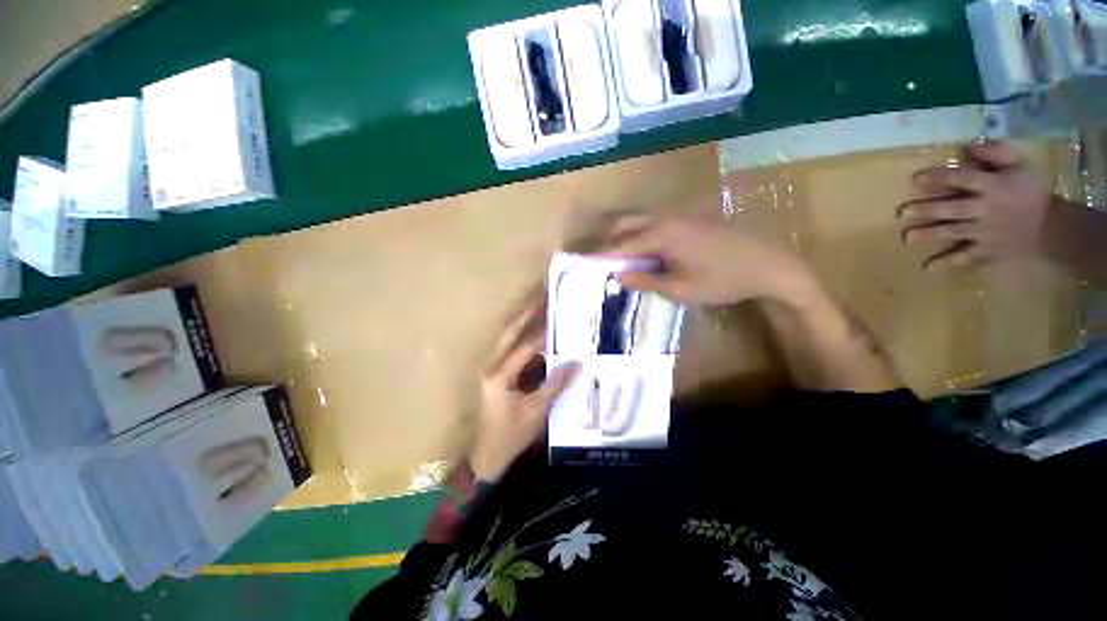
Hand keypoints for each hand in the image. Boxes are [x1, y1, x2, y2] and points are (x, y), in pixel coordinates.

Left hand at [470, 305, 578, 481]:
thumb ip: (555, 385)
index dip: (544, 336)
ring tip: (540, 313)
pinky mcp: (495, 376)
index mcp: (498, 376)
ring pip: (508, 342)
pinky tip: (536, 339)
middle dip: (525, 317)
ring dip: (523, 327)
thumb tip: (576, 363)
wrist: (486, 458)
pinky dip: (523, 344)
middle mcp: (490, 368)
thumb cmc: (510, 437)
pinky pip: (510, 354)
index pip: (524, 349)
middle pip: (508, 336)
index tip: (560, 321)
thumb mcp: (536, 412)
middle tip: (541, 300)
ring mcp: (491, 371)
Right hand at [598, 213, 814, 305]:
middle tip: (595, 258)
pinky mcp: (689, 217)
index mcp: (662, 235)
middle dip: (606, 239)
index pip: (620, 245)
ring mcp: (679, 214)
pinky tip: (640, 248)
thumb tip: (618, 277)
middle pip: (625, 223)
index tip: (582, 263)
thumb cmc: (724, 281)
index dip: (600, 256)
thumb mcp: (682, 290)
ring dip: (622, 234)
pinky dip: (638, 232)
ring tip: (613, 254)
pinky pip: (653, 220)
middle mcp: (666, 218)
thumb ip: (647, 281)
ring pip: (639, 219)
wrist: (769, 264)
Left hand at [899, 141, 1055, 269]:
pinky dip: (949, 262)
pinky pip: (966, 257)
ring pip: (953, 232)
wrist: (1050, 227)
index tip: (916, 179)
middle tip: (903, 212)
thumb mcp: (1021, 165)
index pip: (963, 179)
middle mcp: (986, 209)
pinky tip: (929, 267)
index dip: (941, 178)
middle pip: (953, 209)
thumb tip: (968, 147)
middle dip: (928, 210)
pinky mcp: (987, 249)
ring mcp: (985, 231)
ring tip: (907, 237)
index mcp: (993, 186)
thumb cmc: (1031, 191)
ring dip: (930, 234)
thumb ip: (997, 153)